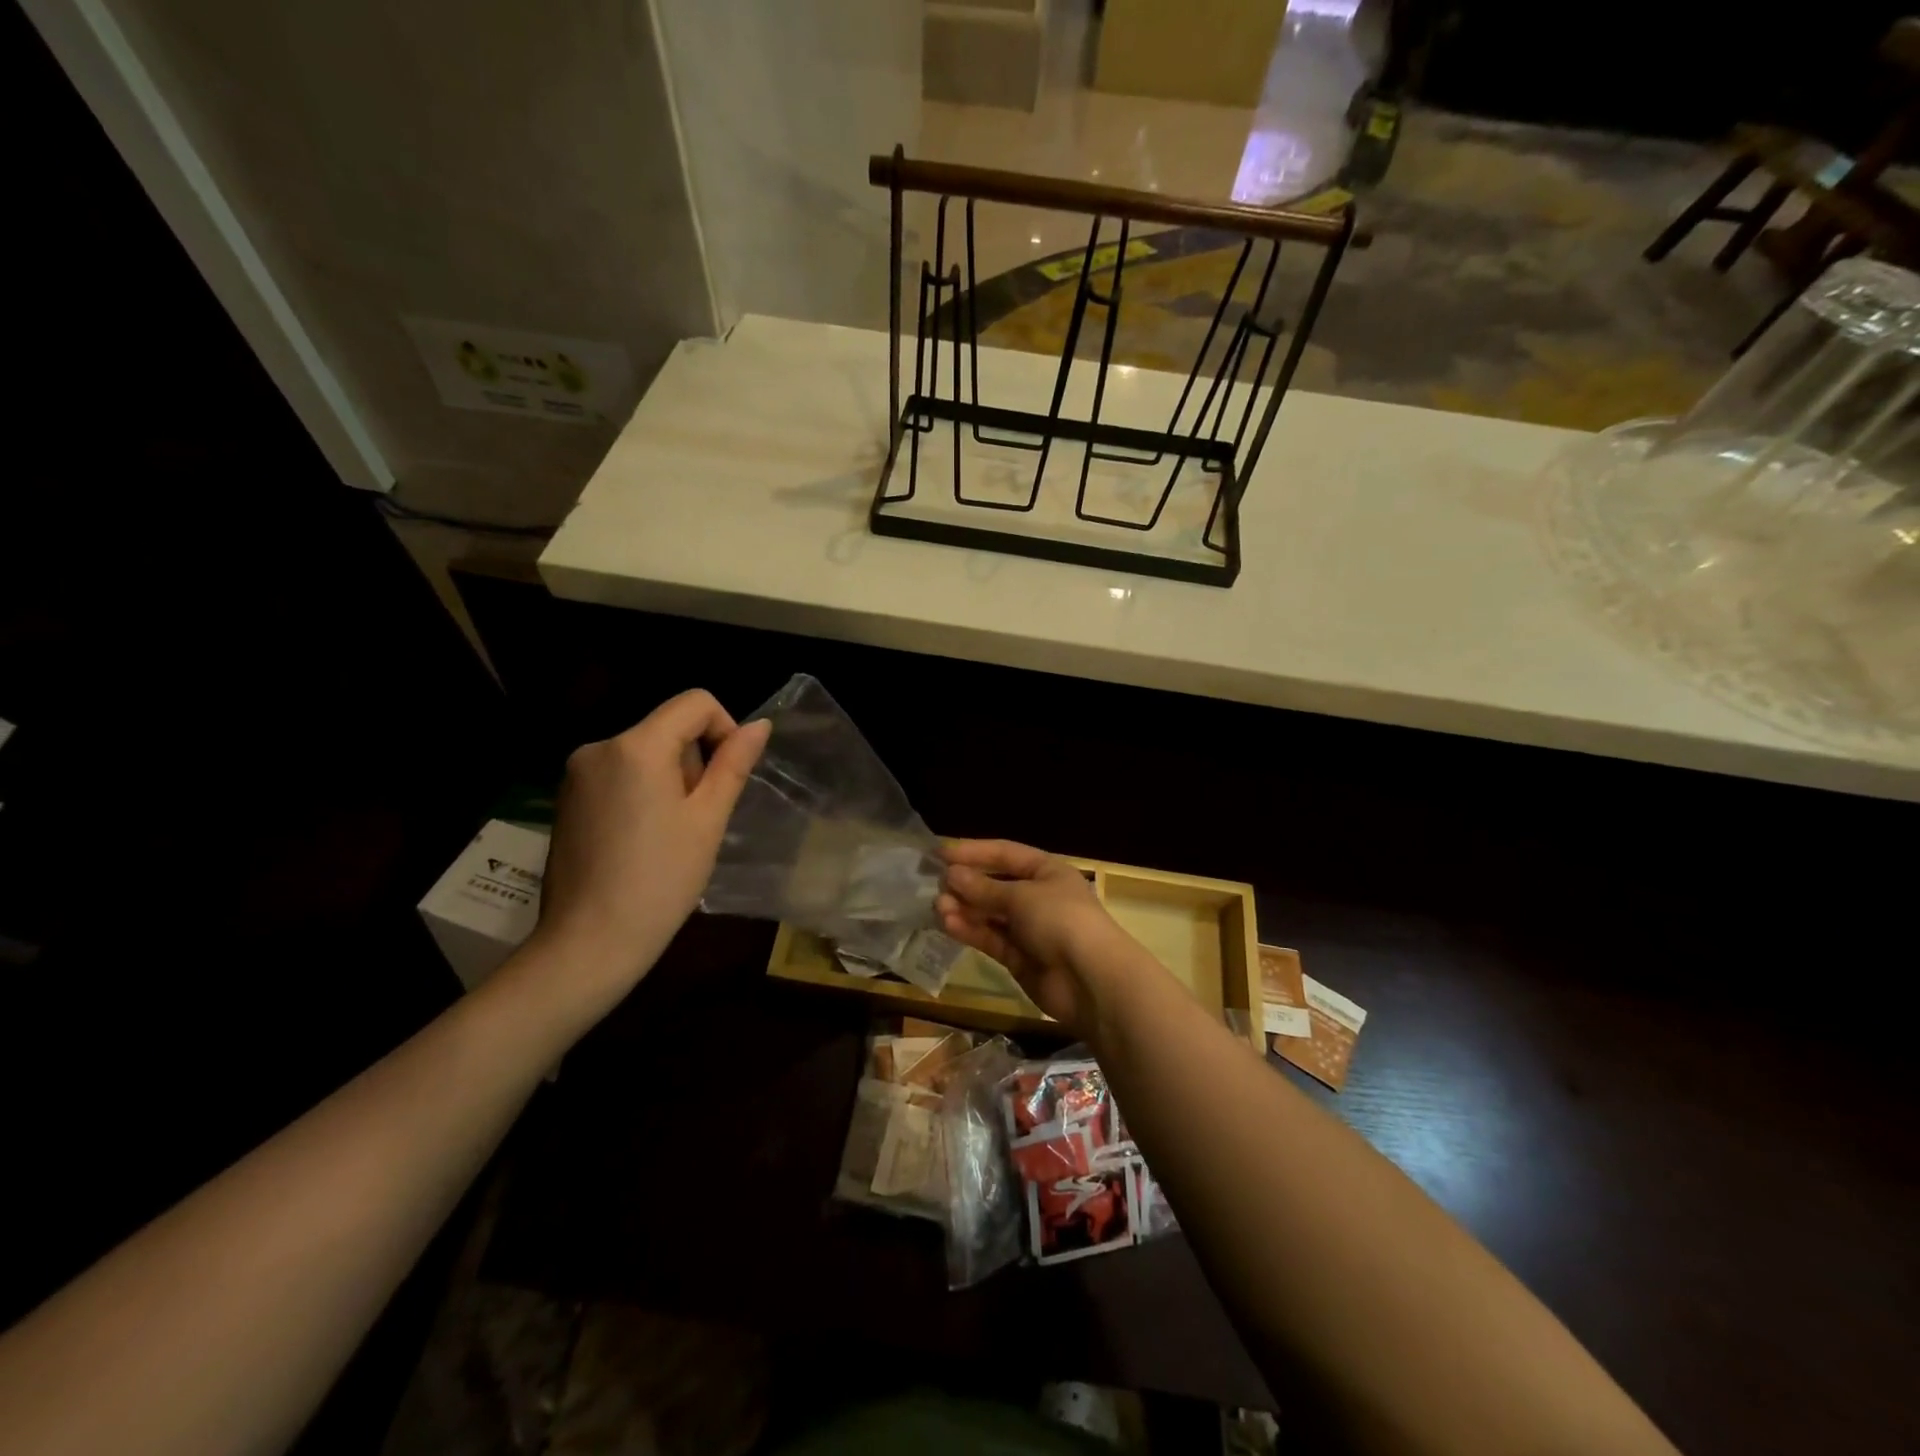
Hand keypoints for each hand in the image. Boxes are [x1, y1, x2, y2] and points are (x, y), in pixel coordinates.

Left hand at [527, 690, 769, 1018]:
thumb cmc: (661, 880)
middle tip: (696, 818)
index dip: (724, 729)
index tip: (726, 778)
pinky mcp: (567, 797)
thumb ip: (733, 764)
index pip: (695, 703)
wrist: (589, 942)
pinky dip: (641, 791)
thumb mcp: (708, 819)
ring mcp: (576, 772)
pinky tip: (641, 839)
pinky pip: (619, 773)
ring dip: (668, 778)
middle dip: (693, 762)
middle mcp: (599, 746)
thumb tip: (760, 725)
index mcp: (636, 746)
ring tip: (669, 834)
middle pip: (668, 727)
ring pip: (644, 751)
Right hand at [935, 839, 1133, 1034]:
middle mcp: (1038, 896)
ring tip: (937, 906)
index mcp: (1047, 871)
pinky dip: (971, 930)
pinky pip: (991, 938)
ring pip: (990, 914)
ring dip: (964, 908)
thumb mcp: (1021, 896)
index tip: (940, 854)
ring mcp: (1029, 929)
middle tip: (934, 884)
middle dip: (966, 884)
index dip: (974, 851)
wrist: (1090, 980)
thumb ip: (984, 888)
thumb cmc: (1060, 920)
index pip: (1005, 854)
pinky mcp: (1019, 958)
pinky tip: (948, 924)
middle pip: (995, 885)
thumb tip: (951, 875)